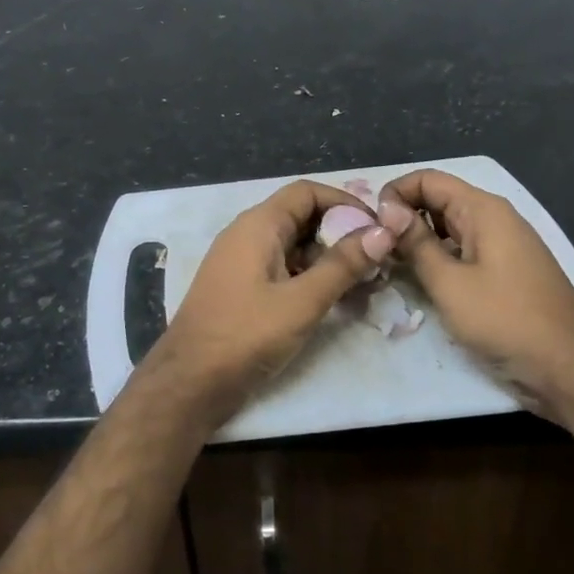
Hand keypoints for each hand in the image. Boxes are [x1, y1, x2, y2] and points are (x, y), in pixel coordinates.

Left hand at [149, 180, 394, 426]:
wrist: (191, 381)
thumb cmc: (245, 334)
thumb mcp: (302, 301)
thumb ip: (342, 265)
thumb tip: (383, 231)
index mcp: (258, 225)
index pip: (306, 192)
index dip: (344, 203)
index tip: (378, 228)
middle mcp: (247, 234)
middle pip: (301, 217)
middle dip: (341, 233)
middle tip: (378, 260)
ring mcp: (242, 261)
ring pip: (294, 246)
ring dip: (329, 259)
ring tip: (366, 284)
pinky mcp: (242, 287)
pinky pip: (282, 268)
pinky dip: (310, 277)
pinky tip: (336, 301)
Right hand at [375, 169, 573, 421]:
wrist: (572, 370)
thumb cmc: (506, 320)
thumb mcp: (449, 283)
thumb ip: (415, 244)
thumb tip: (386, 210)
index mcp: (483, 210)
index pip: (427, 179)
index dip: (395, 195)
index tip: (372, 226)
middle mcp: (494, 219)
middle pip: (437, 202)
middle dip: (403, 219)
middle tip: (374, 249)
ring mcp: (502, 246)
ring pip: (448, 229)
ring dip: (418, 243)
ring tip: (389, 267)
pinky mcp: (505, 272)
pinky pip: (463, 252)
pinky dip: (438, 260)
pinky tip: (419, 284)